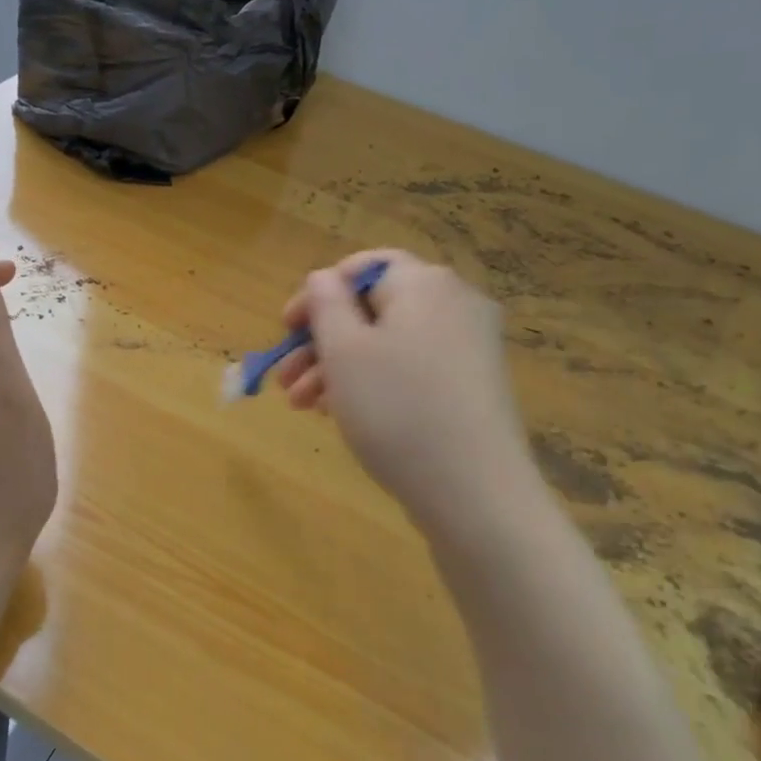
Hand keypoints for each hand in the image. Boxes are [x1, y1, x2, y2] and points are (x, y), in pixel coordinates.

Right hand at [276, 250, 536, 532]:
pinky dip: (374, 383)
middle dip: (321, 341)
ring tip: (303, 406)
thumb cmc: (397, 410)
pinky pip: (411, 369)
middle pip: (372, 309)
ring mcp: (469, 347)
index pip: (361, 267)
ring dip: (339, 367)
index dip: (317, 293)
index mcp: (424, 284)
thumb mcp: (344, 350)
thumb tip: (323, 279)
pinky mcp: (472, 386)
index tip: (285, 329)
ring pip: (388, 343)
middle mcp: (454, 304)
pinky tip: (342, 414)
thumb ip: (325, 303)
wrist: (475, 493)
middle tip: (285, 379)